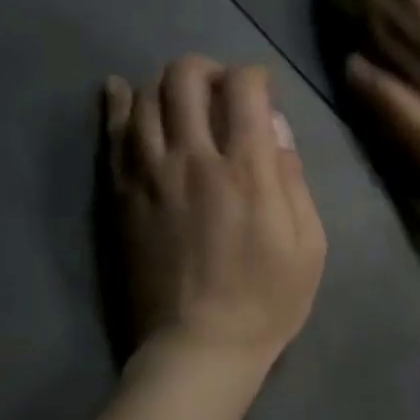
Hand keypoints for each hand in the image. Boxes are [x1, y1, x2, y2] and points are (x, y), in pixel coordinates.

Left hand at [103, 59, 326, 366]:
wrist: (198, 348)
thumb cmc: (267, 302)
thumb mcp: (309, 247)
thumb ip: (294, 183)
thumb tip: (277, 134)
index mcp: (247, 171)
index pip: (244, 89)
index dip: (254, 77)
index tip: (261, 90)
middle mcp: (193, 158)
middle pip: (185, 79)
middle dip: (206, 71)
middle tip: (219, 90)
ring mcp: (148, 176)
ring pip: (144, 98)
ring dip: (165, 86)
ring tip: (180, 100)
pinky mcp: (120, 196)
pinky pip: (110, 134)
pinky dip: (115, 104)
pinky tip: (119, 91)